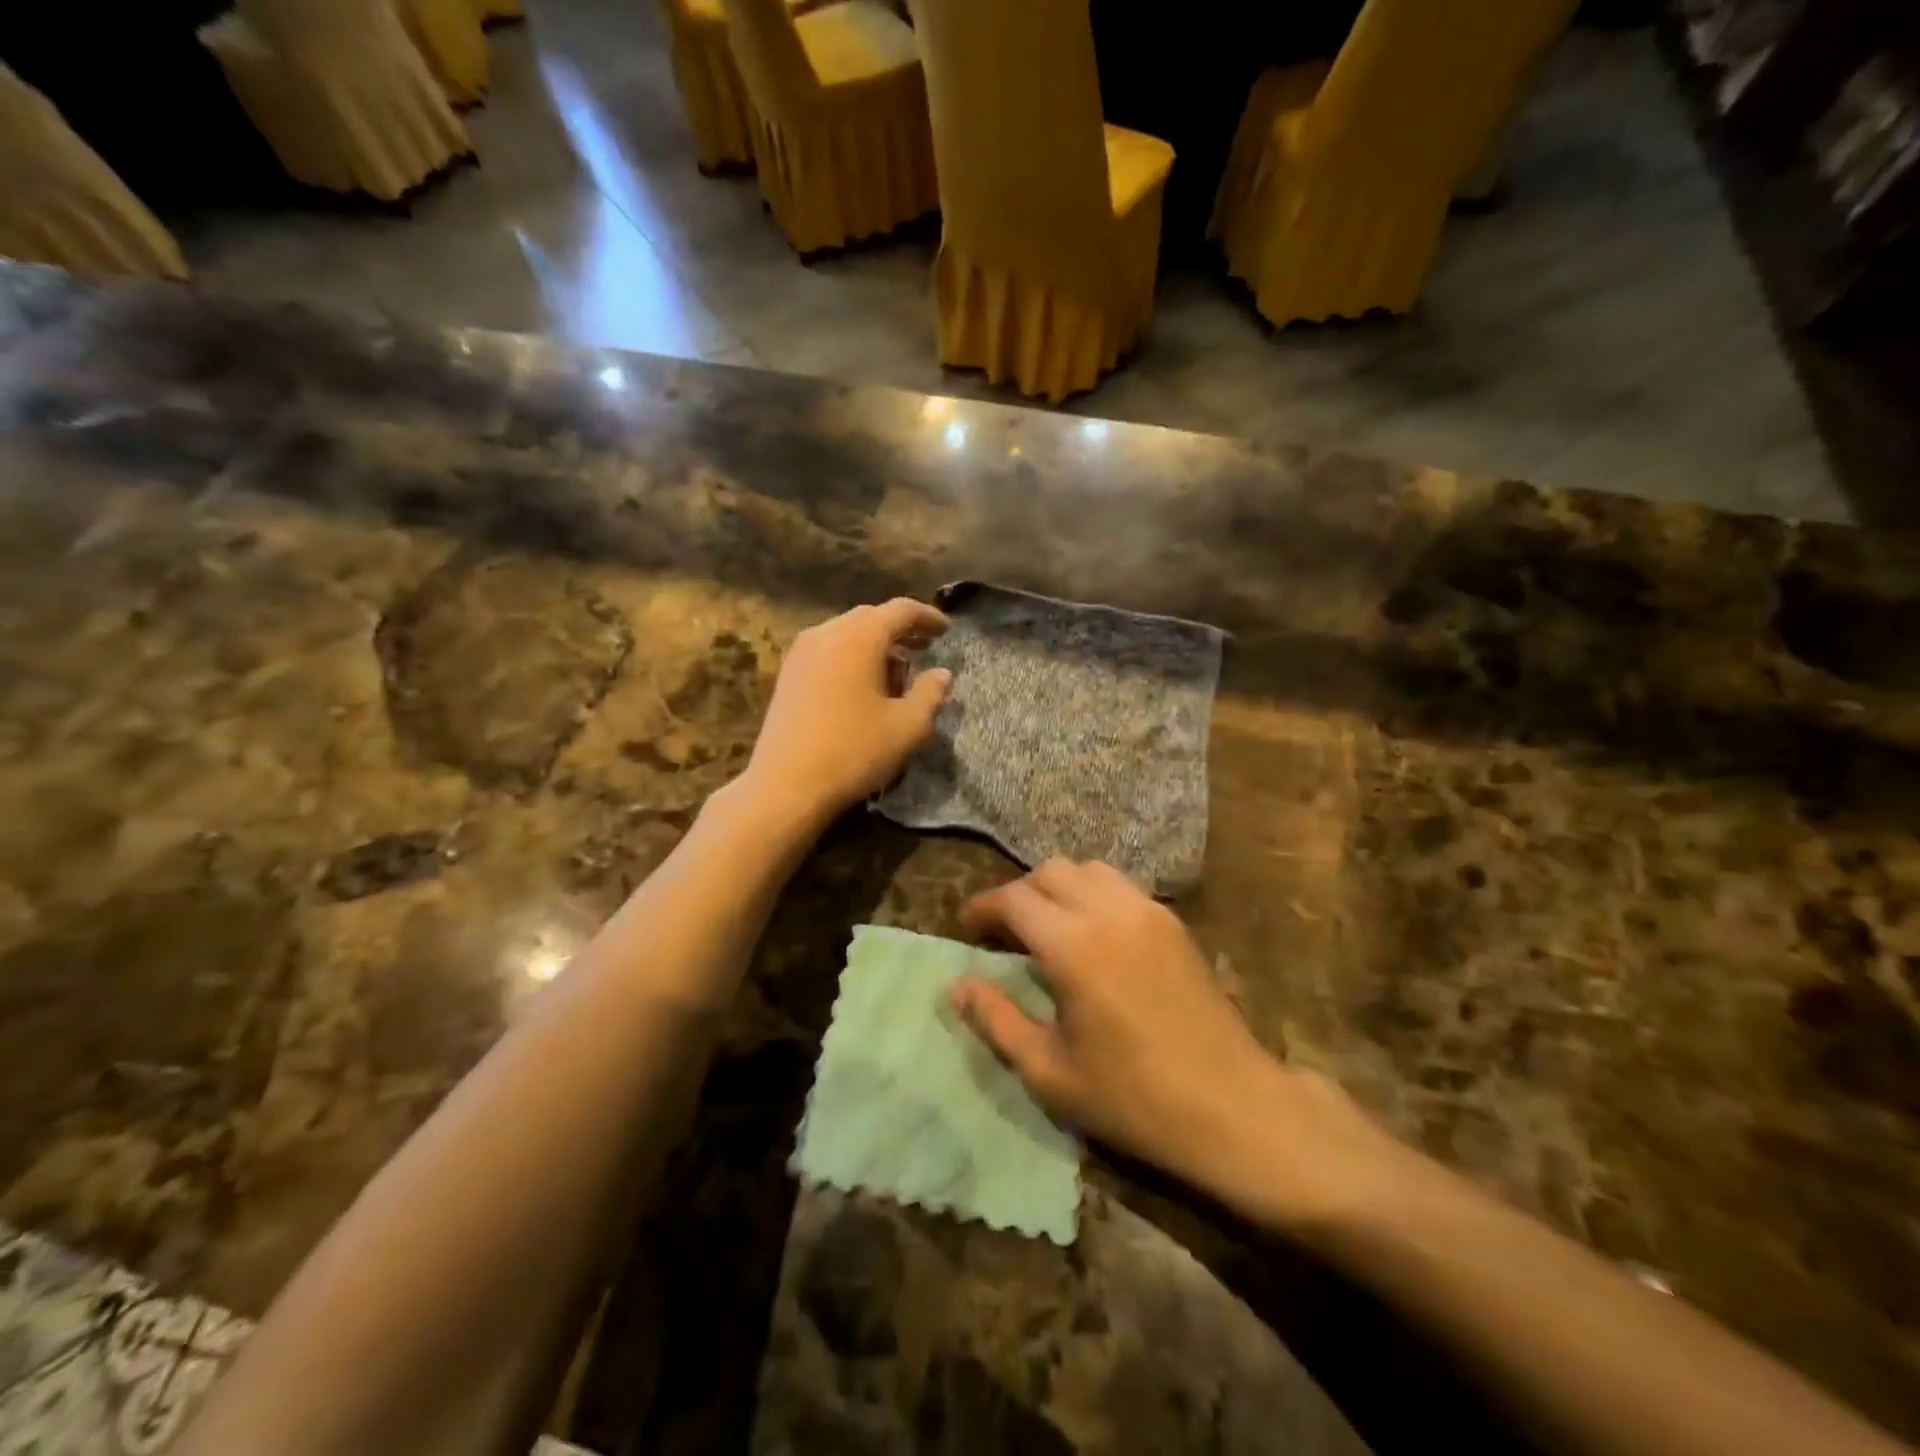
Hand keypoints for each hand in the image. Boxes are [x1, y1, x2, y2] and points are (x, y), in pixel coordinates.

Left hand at [742, 598, 951, 825]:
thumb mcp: (908, 727)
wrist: (785, 785)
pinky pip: (828, 651)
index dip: (928, 617)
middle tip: (925, 648)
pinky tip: (862, 687)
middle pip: (871, 617)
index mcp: (860, 636)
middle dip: (900, 631)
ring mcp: (801, 652)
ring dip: (875, 646)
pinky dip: (851, 658)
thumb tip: (941, 674)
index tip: (946, 630)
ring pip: (847, 634)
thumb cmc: (854, 751)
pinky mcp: (788, 674)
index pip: (901, 610)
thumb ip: (930, 694)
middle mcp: (827, 632)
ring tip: (896, 674)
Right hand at [952, 860, 1403, 1236]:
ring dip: (1059, 887)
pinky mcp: (1174, 922)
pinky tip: (1093, 933)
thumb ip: (996, 1020)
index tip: (967, 927)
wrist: (1234, 1107)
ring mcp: (1148, 911)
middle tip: (1005, 931)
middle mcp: (1109, 911)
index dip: (983, 907)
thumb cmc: (1134, 1098)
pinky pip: (1121, 885)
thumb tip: (956, 986)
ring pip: (1089, 869)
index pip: (1014, 899)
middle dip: (1019, 892)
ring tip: (1049, 926)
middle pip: (1050, 871)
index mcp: (1073, 946)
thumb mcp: (1050, 1072)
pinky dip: (1094, 893)